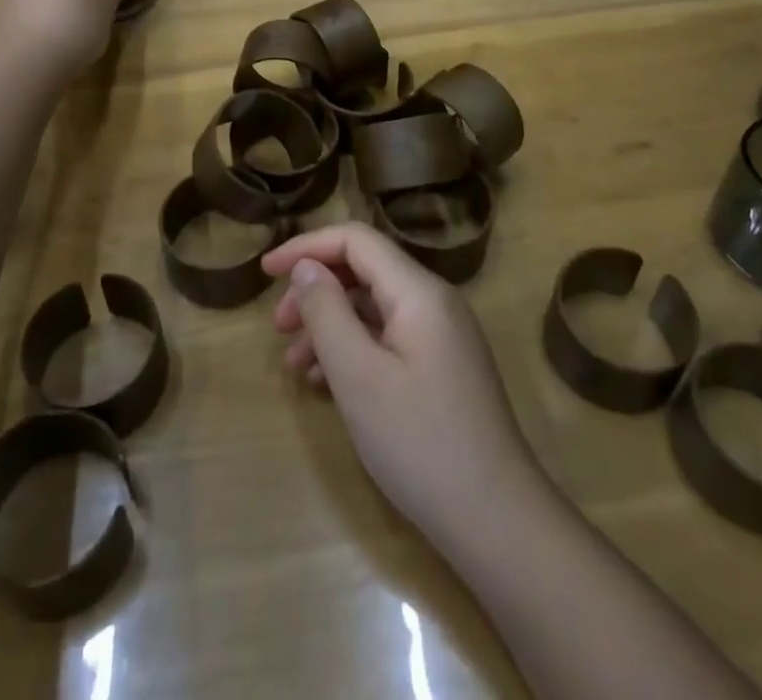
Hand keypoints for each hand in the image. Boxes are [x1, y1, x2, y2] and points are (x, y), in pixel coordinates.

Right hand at [262, 224, 540, 544]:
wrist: (496, 522)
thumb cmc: (419, 442)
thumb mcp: (357, 375)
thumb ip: (326, 311)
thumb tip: (306, 267)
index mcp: (418, 291)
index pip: (356, 240)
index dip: (307, 246)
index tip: (266, 270)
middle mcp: (434, 302)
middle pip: (364, 271)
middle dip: (316, 291)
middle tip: (278, 328)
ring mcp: (442, 336)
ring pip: (374, 308)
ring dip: (330, 325)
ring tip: (295, 366)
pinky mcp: (443, 367)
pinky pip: (389, 338)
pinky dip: (354, 349)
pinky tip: (327, 383)